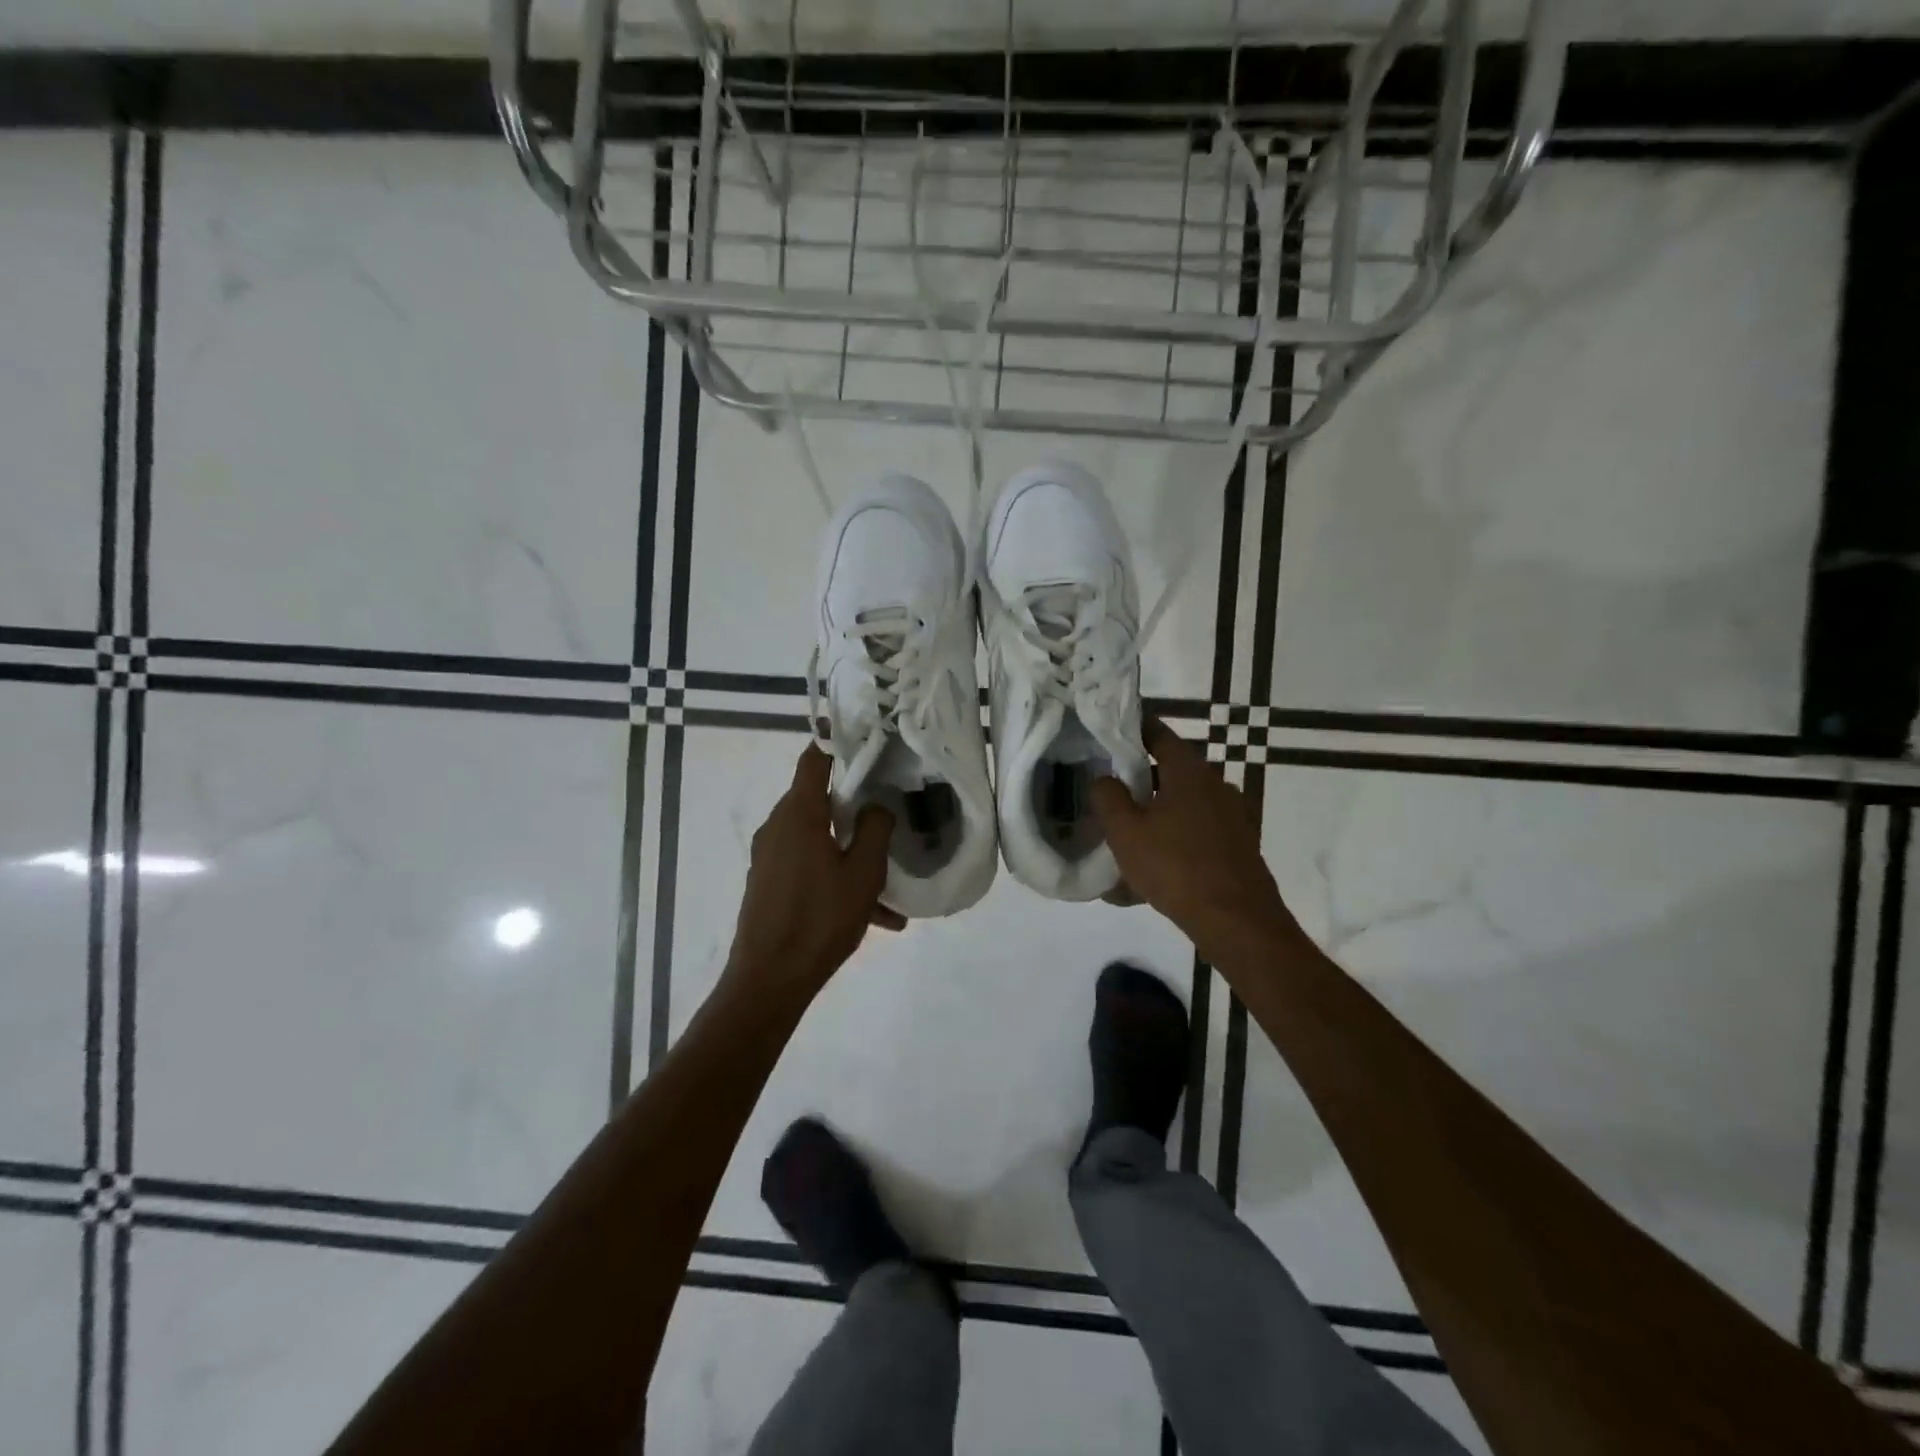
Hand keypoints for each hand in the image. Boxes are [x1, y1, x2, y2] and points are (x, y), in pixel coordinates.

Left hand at [726, 743, 901, 997]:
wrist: (768, 980)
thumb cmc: (820, 919)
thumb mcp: (863, 873)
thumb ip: (876, 830)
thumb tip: (877, 805)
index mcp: (799, 814)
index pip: (814, 760)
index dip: (837, 744)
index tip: (865, 739)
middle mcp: (777, 826)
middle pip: (819, 801)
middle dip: (855, 808)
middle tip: (890, 813)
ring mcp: (768, 856)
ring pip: (818, 840)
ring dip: (851, 854)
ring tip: (889, 892)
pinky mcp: (767, 882)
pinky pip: (807, 866)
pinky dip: (835, 877)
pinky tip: (872, 916)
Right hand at [1091, 719, 1297, 963]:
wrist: (1236, 920)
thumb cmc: (1175, 867)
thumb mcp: (1125, 832)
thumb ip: (1108, 797)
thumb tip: (1103, 778)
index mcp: (1189, 771)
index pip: (1158, 733)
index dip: (1133, 728)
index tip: (1111, 731)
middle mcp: (1215, 784)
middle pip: (1172, 770)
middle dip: (1141, 778)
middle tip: (1111, 789)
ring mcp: (1232, 815)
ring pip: (1184, 803)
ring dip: (1158, 811)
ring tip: (1129, 833)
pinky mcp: (1238, 843)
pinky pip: (1198, 830)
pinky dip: (1175, 837)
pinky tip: (1155, 864)